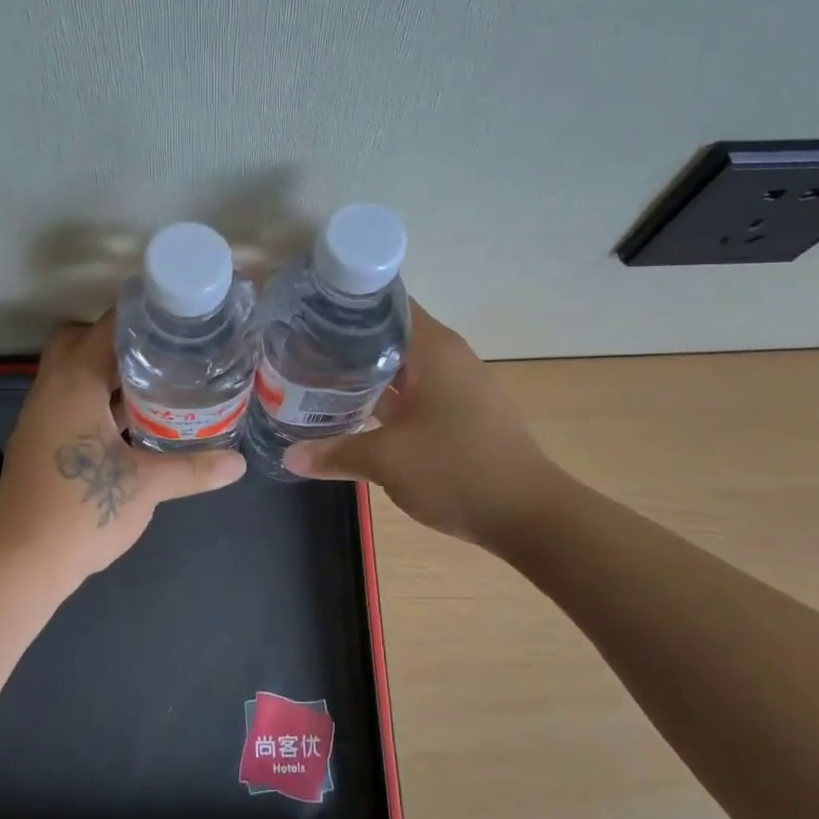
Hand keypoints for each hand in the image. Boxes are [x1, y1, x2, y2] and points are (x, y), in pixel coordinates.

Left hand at [0, 313, 246, 586]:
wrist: (20, 563)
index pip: (105, 327)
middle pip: (78, 340)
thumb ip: (193, 469)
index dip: (141, 316)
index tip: (178, 319)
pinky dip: (95, 398)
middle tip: (162, 352)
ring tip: (156, 380)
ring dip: (106, 371)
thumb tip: (239, 463)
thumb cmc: (81, 511)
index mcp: (74, 384)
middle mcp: (51, 389)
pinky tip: (130, 421)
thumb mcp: (146, 487)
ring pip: (71, 372)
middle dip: (117, 340)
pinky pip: (68, 399)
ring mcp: (40, 415)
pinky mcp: (39, 440)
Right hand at [283, 301, 571, 546]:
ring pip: (400, 364)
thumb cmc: (458, 471)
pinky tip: (351, 408)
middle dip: (345, 339)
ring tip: (314, 375)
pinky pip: (413, 390)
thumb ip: (336, 453)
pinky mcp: (459, 412)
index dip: (345, 303)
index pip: (385, 303)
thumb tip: (289, 457)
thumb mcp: (387, 460)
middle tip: (298, 347)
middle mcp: (447, 357)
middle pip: (389, 332)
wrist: (529, 515)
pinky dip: (383, 394)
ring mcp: (456, 385)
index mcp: (433, 349)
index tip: (307, 310)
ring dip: (363, 370)